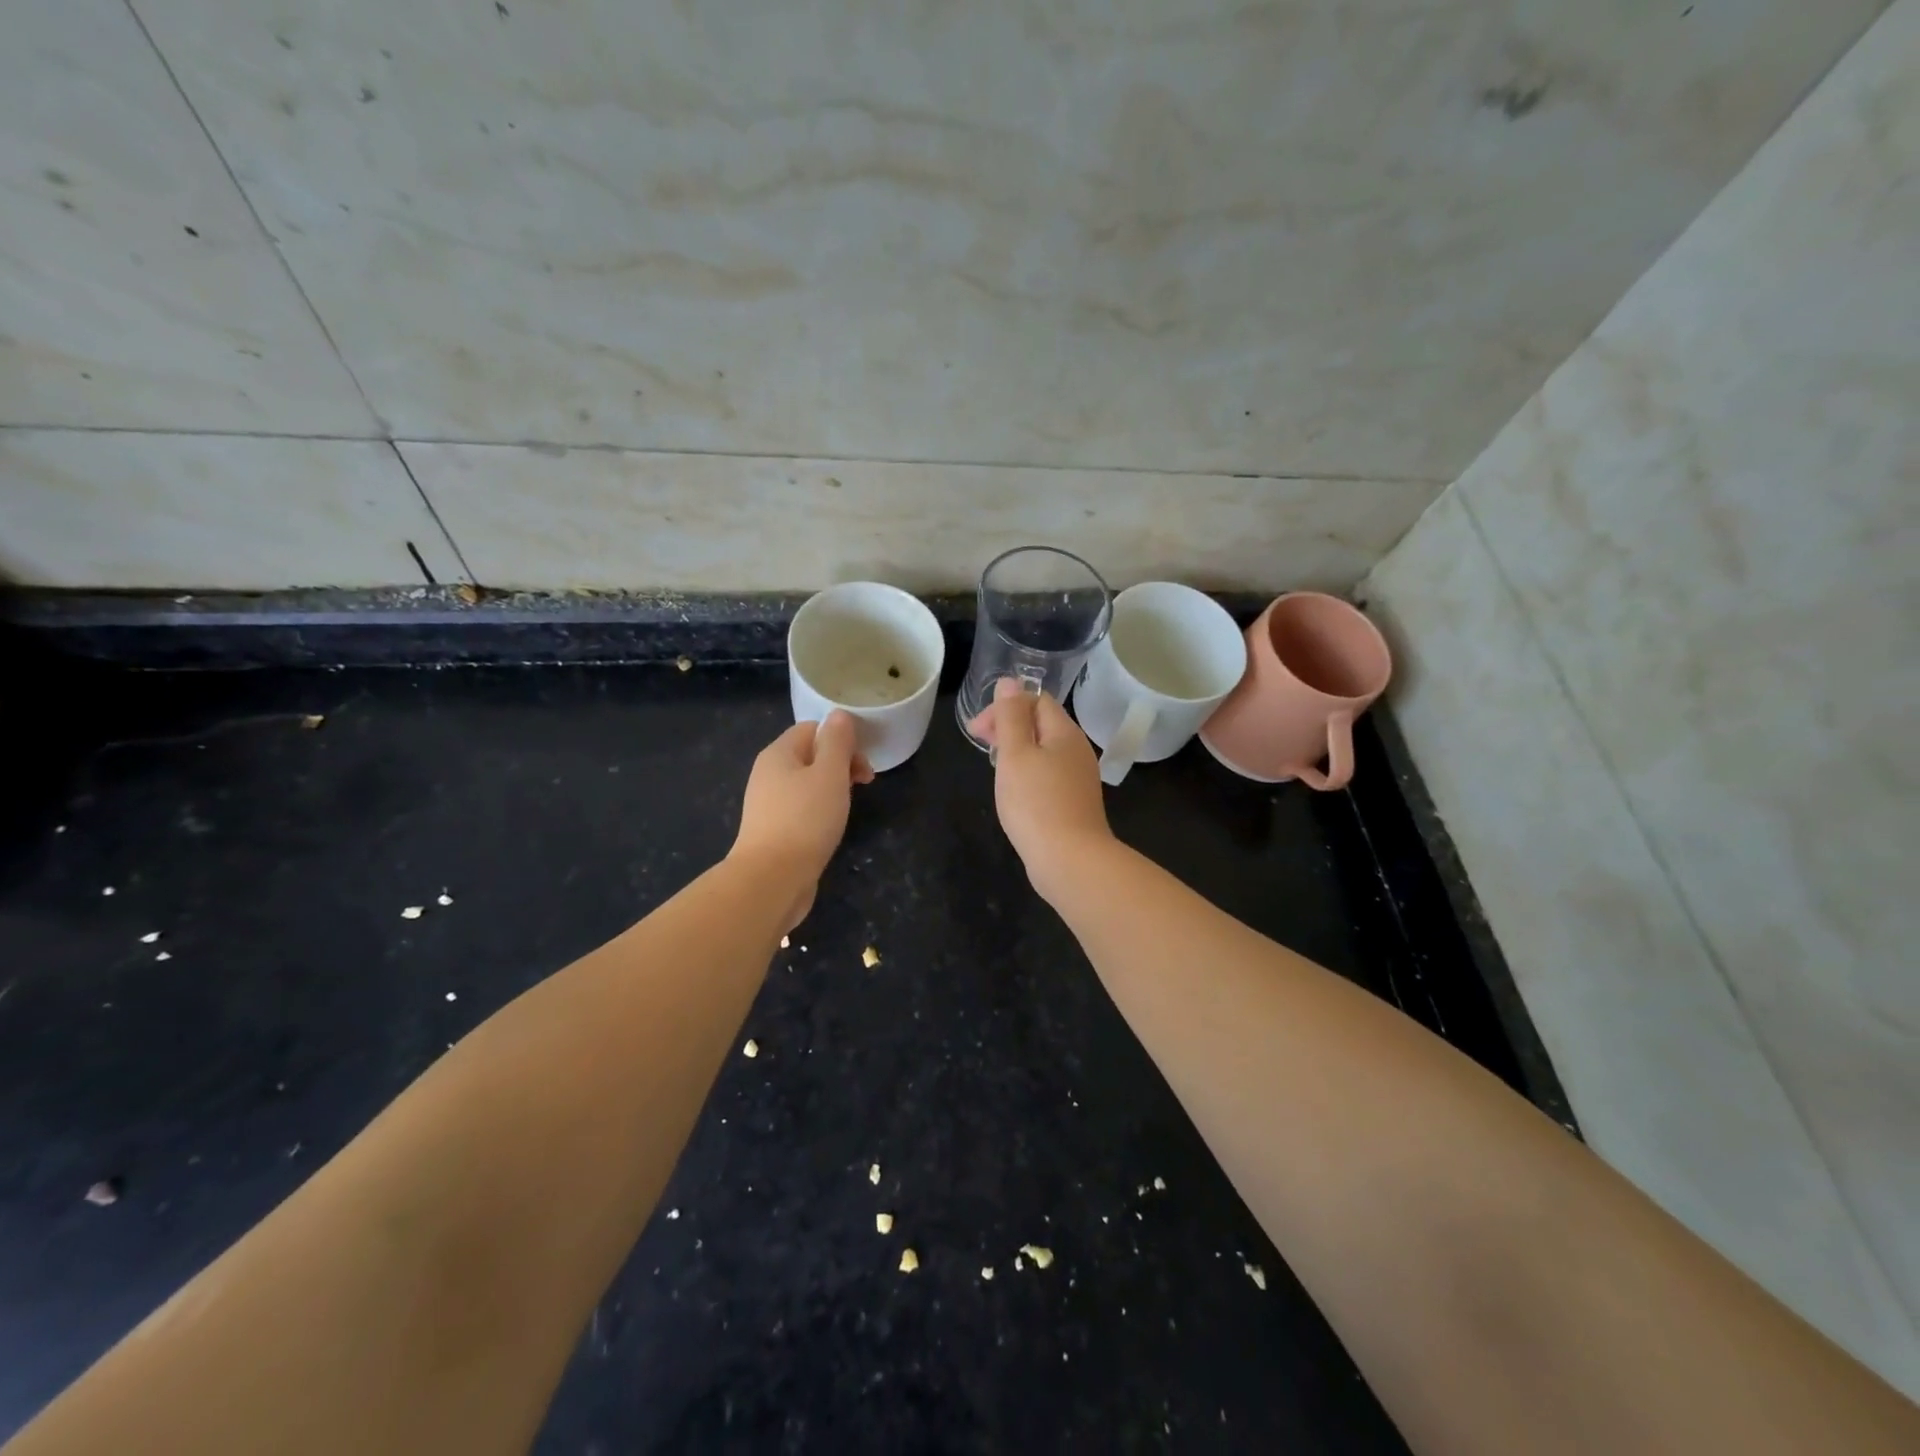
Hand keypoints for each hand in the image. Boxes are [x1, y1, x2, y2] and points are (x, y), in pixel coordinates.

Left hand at [731, 711, 873, 928]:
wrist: (772, 879)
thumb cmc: (805, 820)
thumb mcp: (829, 774)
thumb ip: (837, 741)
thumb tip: (839, 715)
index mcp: (778, 754)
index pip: (812, 728)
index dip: (841, 739)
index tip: (863, 762)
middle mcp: (768, 774)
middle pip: (810, 755)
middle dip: (841, 763)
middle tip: (865, 783)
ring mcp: (768, 804)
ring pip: (807, 784)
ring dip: (833, 789)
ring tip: (850, 806)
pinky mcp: (773, 831)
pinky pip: (801, 809)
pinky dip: (820, 811)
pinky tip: (831, 827)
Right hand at [967, 677, 1115, 902]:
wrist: (1070, 860)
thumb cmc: (1036, 803)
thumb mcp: (1015, 754)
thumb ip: (1010, 717)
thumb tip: (1010, 683)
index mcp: (1065, 732)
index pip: (1036, 700)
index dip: (1005, 706)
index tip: (978, 730)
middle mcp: (1077, 750)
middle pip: (1041, 724)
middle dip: (1008, 727)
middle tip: (980, 745)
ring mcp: (1078, 778)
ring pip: (1044, 751)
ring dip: (1017, 751)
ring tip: (995, 768)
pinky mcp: (1074, 803)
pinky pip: (1048, 775)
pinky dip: (1028, 774)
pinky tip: (1015, 792)